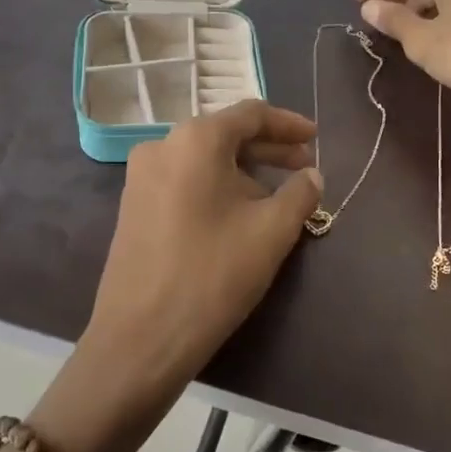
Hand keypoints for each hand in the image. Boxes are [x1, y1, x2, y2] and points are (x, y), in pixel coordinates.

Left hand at [82, 101, 322, 393]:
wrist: (141, 337)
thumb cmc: (213, 274)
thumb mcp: (271, 232)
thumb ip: (300, 193)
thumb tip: (312, 175)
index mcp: (195, 140)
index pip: (250, 114)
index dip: (288, 124)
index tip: (317, 138)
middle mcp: (162, 146)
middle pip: (225, 135)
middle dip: (268, 149)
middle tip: (304, 166)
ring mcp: (141, 177)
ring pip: (204, 160)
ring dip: (244, 171)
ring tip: (278, 196)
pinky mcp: (134, 207)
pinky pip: (184, 181)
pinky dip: (217, 186)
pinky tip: (238, 213)